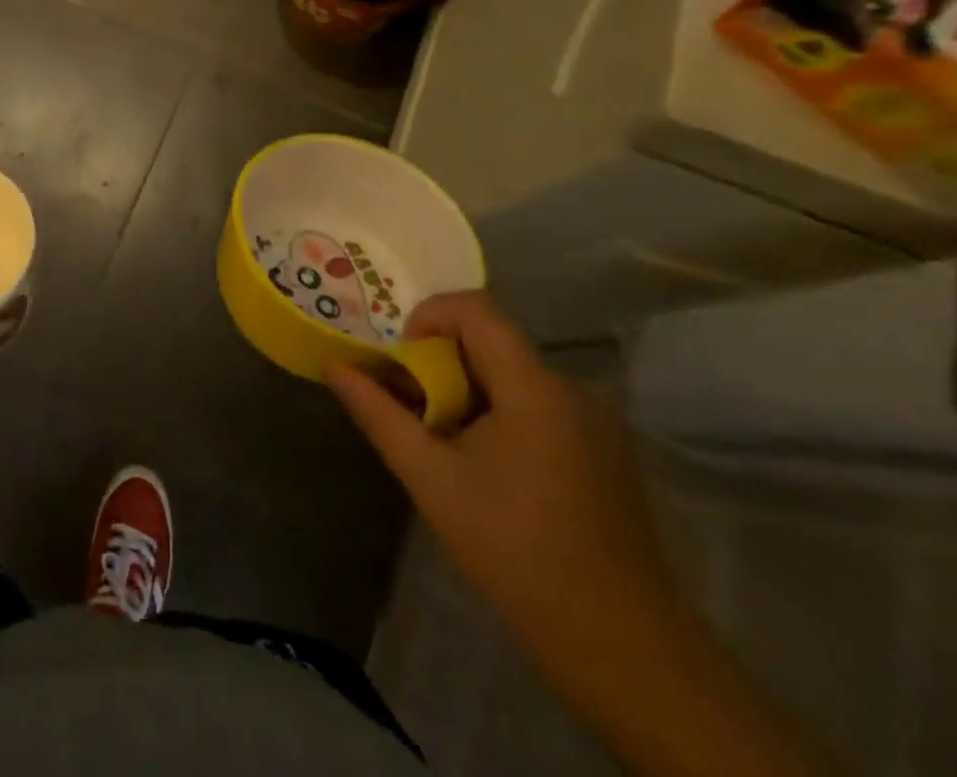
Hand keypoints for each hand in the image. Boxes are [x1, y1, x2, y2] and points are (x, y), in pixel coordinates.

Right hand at [327, 292, 682, 675]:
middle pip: (490, 341)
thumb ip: (378, 413)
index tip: (404, 363)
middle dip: (439, 361)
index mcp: (534, 389)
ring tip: (440, 440)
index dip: (428, 317)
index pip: (475, 309)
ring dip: (465, 390)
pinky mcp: (601, 451)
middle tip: (409, 404)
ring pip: (510, 374)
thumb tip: (335, 366)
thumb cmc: (515, 551)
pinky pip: (535, 404)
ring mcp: (593, 422)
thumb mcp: (430, 479)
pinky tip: (483, 466)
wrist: (622, 647)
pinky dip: (496, 413)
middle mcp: (570, 391)